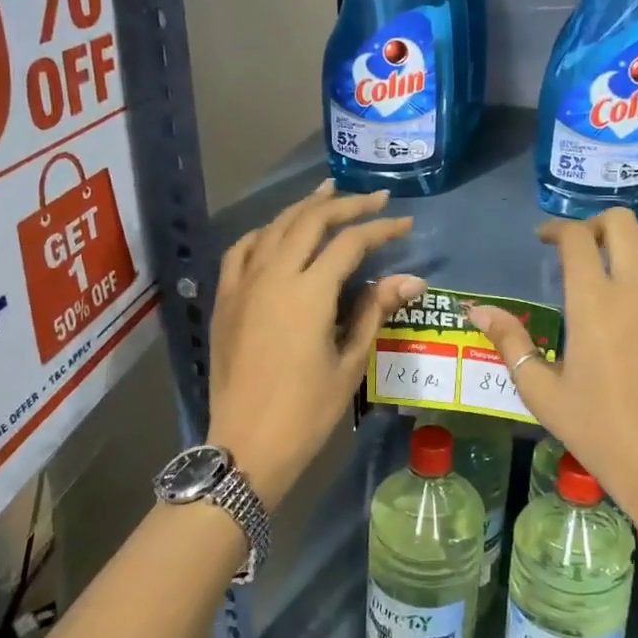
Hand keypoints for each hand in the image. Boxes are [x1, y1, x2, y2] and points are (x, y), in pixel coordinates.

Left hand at [207, 182, 425, 508]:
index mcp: (309, 292)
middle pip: (312, 221)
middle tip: (374, 198)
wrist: (246, 445)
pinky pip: (243, 249)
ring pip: (275, 226)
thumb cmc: (306, 411)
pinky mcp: (226, 298)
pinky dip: (265, 232)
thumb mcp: (349, 362)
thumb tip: (411, 279)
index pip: (350, 243)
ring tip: (329, 192)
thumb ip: (375, 312)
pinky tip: (278, 231)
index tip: (404, 223)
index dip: (380, 229)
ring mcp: (244, 283)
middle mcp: (274, 275)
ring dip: (305, 206)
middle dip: (346, 205)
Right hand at [467, 210, 637, 521]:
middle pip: (622, 223)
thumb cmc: (597, 429)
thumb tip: (477, 310)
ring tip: (625, 268)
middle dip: (597, 226)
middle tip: (586, 249)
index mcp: (594, 302)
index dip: (556, 230)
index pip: (575, 238)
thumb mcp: (541, 391)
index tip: (546, 240)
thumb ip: (510, 342)